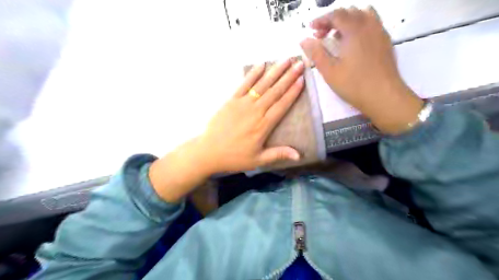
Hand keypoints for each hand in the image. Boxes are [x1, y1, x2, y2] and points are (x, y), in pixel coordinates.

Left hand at [199, 58, 303, 172]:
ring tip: (286, 60)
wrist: (208, 151)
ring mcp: (242, 104)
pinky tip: (261, 65)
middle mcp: (255, 111)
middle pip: (275, 91)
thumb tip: (299, 156)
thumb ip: (278, 154)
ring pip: (262, 85)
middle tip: (299, 64)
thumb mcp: (258, 160)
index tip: (302, 80)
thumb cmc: (234, 157)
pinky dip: (253, 74)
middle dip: (289, 77)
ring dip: (275, 72)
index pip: (282, 105)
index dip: (293, 92)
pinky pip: (244, 84)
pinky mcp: (231, 100)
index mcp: (263, 125)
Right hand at [298, 7, 421, 134]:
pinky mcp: (386, 41)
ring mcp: (380, 32)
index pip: (336, 15)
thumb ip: (316, 53)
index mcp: (354, 30)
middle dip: (332, 20)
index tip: (310, 28)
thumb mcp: (329, 70)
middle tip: (321, 35)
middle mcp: (369, 25)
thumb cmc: (354, 84)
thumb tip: (304, 40)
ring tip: (337, 36)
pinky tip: (353, 43)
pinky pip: (372, 24)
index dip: (321, 19)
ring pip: (363, 15)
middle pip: (349, 12)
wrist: (383, 96)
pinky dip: (359, 26)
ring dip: (347, 21)